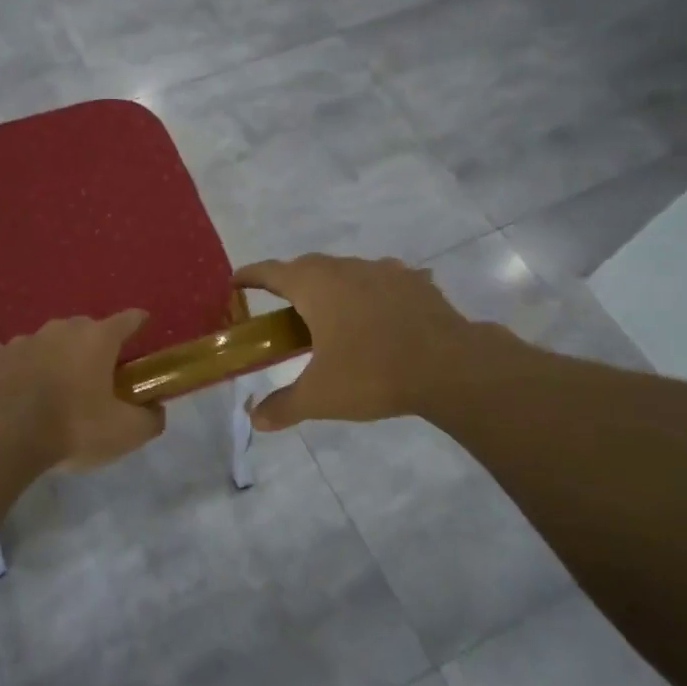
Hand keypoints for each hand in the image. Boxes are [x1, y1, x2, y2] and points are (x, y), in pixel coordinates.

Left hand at [0, 309, 165, 469]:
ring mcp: (23, 339)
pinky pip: (15, 357)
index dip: (138, 323)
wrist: (2, 437)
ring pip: (49, 343)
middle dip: (94, 348)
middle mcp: (61, 329)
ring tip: (56, 389)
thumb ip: (150, 419)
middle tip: (98, 377)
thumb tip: (155, 410)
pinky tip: (20, 390)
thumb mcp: (125, 433)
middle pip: (86, 330)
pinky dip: (22, 369)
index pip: (128, 320)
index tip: (143, 327)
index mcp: (97, 338)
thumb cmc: (72, 428)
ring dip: (56, 358)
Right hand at [233, 255, 506, 429]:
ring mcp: (384, 271)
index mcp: (314, 287)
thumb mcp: (320, 396)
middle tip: (282, 306)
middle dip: (289, 281)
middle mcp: (345, 269)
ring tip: (331, 312)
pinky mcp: (415, 282)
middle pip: (307, 266)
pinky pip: (383, 280)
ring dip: (331, 285)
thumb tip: (255, 419)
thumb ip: (283, 406)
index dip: (250, 276)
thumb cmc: (372, 374)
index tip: (235, 281)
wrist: (451, 366)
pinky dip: (371, 292)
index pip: (270, 272)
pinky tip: (379, 312)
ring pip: (346, 270)